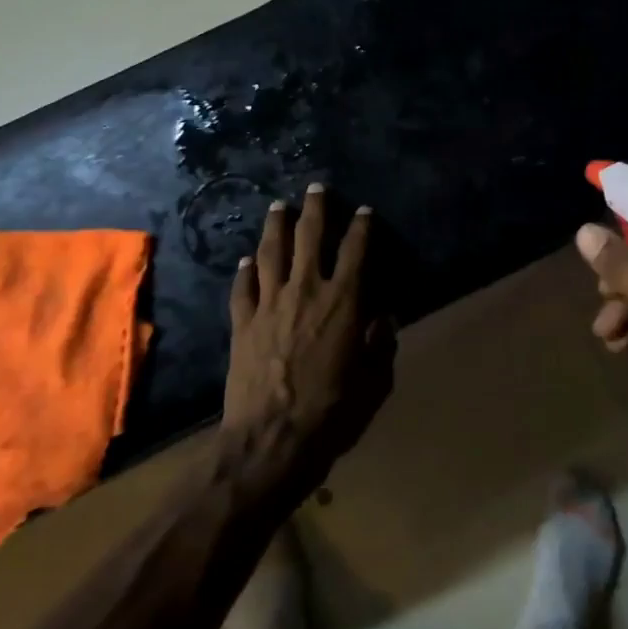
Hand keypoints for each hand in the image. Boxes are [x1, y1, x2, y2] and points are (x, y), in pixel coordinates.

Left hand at [226, 186, 394, 485]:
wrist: (271, 440)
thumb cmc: (333, 413)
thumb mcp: (374, 383)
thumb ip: (381, 346)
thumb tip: (385, 319)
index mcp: (344, 302)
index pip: (356, 252)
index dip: (362, 227)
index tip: (364, 211)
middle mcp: (306, 291)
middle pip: (310, 237)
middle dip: (316, 209)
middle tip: (316, 188)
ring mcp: (269, 304)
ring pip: (271, 253)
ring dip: (275, 226)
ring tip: (278, 207)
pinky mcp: (242, 324)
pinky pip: (243, 288)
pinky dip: (244, 271)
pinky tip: (245, 261)